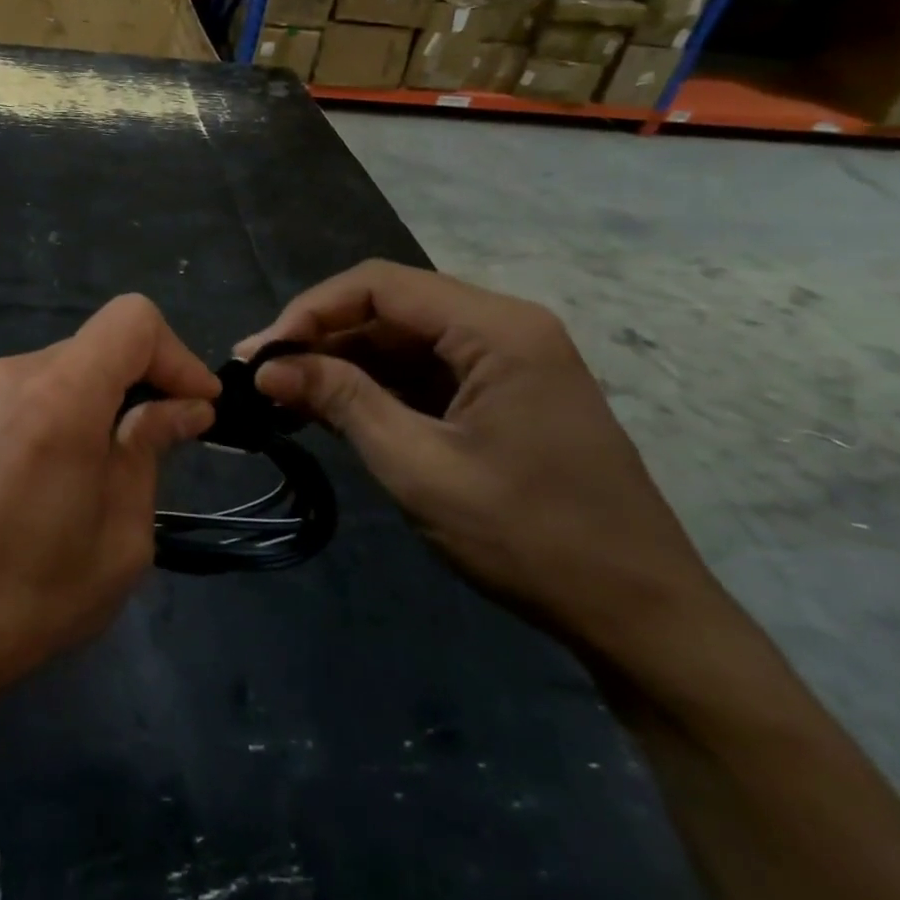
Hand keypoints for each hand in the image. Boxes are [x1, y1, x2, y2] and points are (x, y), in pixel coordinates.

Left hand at [0, 294, 219, 709]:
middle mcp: (15, 373)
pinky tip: (72, 464)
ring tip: (118, 461)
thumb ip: (150, 450)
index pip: (132, 320)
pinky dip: (71, 406)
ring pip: (70, 364)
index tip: (198, 407)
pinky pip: (36, 386)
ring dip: (108, 396)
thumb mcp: (121, 534)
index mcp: (59, 395)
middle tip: (169, 439)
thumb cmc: (34, 594)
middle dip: (146, 379)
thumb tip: (185, 406)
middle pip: (101, 342)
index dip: (177, 355)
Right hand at [238, 261, 719, 660]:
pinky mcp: (501, 391)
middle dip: (321, 337)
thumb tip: (266, 367)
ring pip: (402, 338)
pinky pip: (424, 369)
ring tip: (286, 395)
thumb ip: (341, 402)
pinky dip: (375, 385)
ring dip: (343, 362)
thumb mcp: (419, 467)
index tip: (260, 353)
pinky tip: (333, 409)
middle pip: (390, 306)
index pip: (379, 285)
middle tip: (263, 377)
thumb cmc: (531, 538)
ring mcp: (506, 359)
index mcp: (497, 328)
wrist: (639, 614)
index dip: (310, 310)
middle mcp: (504, 326)